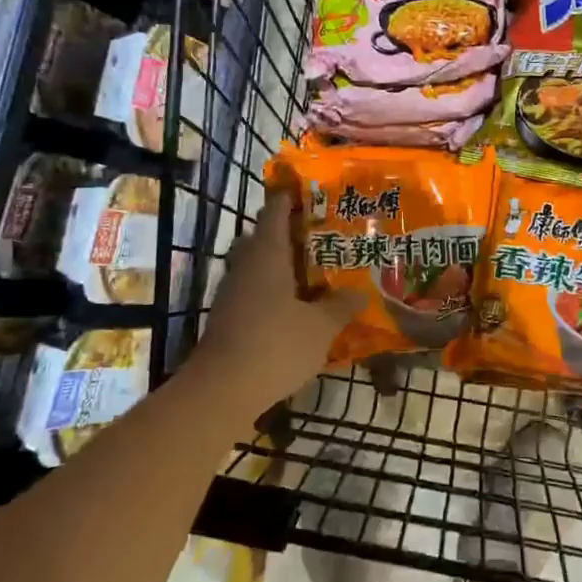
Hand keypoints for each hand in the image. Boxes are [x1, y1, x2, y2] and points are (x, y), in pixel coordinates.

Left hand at [188, 190, 361, 410]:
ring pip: (259, 266)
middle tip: (323, 233)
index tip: (310, 189)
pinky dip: (274, 290)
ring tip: (315, 269)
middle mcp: (246, 266)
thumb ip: (340, 307)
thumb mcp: (320, 327)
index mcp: (267, 255)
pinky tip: (297, 306)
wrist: (221, 391)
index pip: (276, 212)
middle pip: (264, 237)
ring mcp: (232, 292)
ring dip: (282, 264)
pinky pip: (254, 291)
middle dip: (291, 232)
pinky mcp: (228, 317)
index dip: (290, 197)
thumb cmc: (275, 345)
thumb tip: (359, 293)